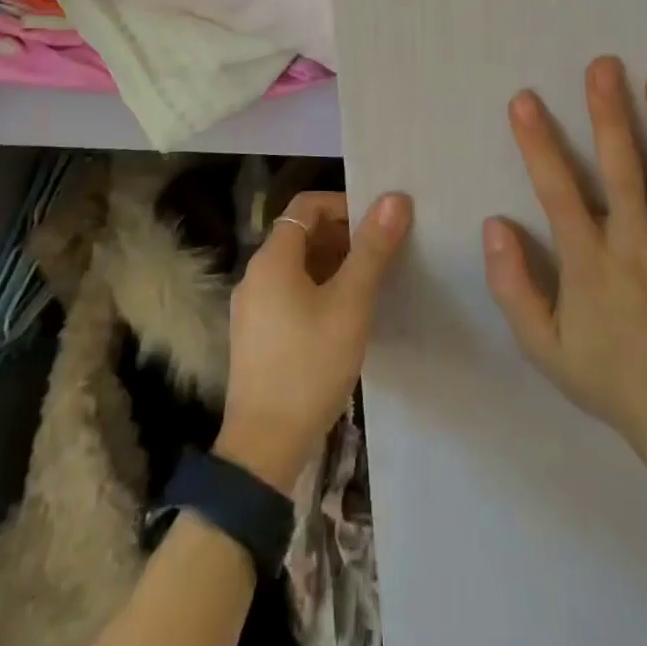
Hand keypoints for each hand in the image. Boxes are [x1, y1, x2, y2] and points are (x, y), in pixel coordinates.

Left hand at [215, 191, 412, 490]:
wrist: (264, 447)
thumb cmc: (310, 365)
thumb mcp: (350, 303)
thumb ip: (372, 249)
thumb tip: (395, 198)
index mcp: (272, 258)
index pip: (307, 205)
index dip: (344, 205)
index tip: (377, 224)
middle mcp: (255, 275)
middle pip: (300, 234)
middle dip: (342, 236)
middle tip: (381, 255)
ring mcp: (251, 307)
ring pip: (296, 267)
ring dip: (332, 265)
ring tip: (369, 285)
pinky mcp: (255, 336)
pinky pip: (288, 294)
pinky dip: (317, 290)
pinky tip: (343, 317)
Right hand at [482, 56, 646, 463]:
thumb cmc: (608, 378)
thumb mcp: (542, 347)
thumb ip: (513, 288)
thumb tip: (494, 226)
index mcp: (590, 263)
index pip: (558, 193)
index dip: (539, 144)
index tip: (525, 100)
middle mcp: (636, 246)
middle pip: (622, 170)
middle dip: (609, 114)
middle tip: (604, 65)